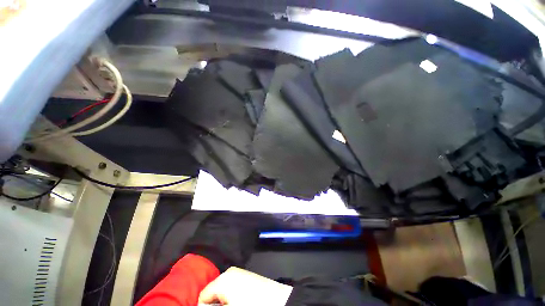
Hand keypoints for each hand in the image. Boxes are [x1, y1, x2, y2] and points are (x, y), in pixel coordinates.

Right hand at [198, 267, 292, 305]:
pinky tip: (242, 303)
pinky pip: (233, 290)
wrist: (279, 302)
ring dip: (224, 303)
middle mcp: (231, 273)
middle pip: (213, 293)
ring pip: (223, 292)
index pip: (203, 296)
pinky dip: (233, 298)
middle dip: (215, 305)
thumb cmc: (252, 305)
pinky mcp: (248, 278)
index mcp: (224, 278)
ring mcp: (240, 274)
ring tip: (234, 305)